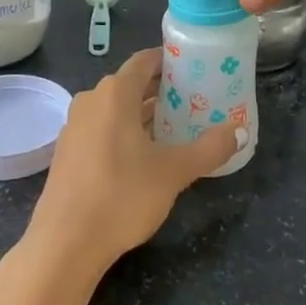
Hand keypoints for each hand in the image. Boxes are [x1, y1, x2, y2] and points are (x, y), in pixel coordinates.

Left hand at [28, 49, 239, 275]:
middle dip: (161, 91)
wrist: (65, 243)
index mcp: (115, 93)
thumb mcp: (174, 172)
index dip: (169, 61)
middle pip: (131, 84)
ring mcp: (75, 126)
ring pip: (115, 109)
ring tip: (175, 128)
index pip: (145, 61)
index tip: (195, 68)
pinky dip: (123, 132)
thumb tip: (240, 131)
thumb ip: (209, 149)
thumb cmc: (122, 196)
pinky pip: (101, 129)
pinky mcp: (67, 152)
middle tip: (193, 101)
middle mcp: (91, 100)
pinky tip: (143, 156)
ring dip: (143, 114)